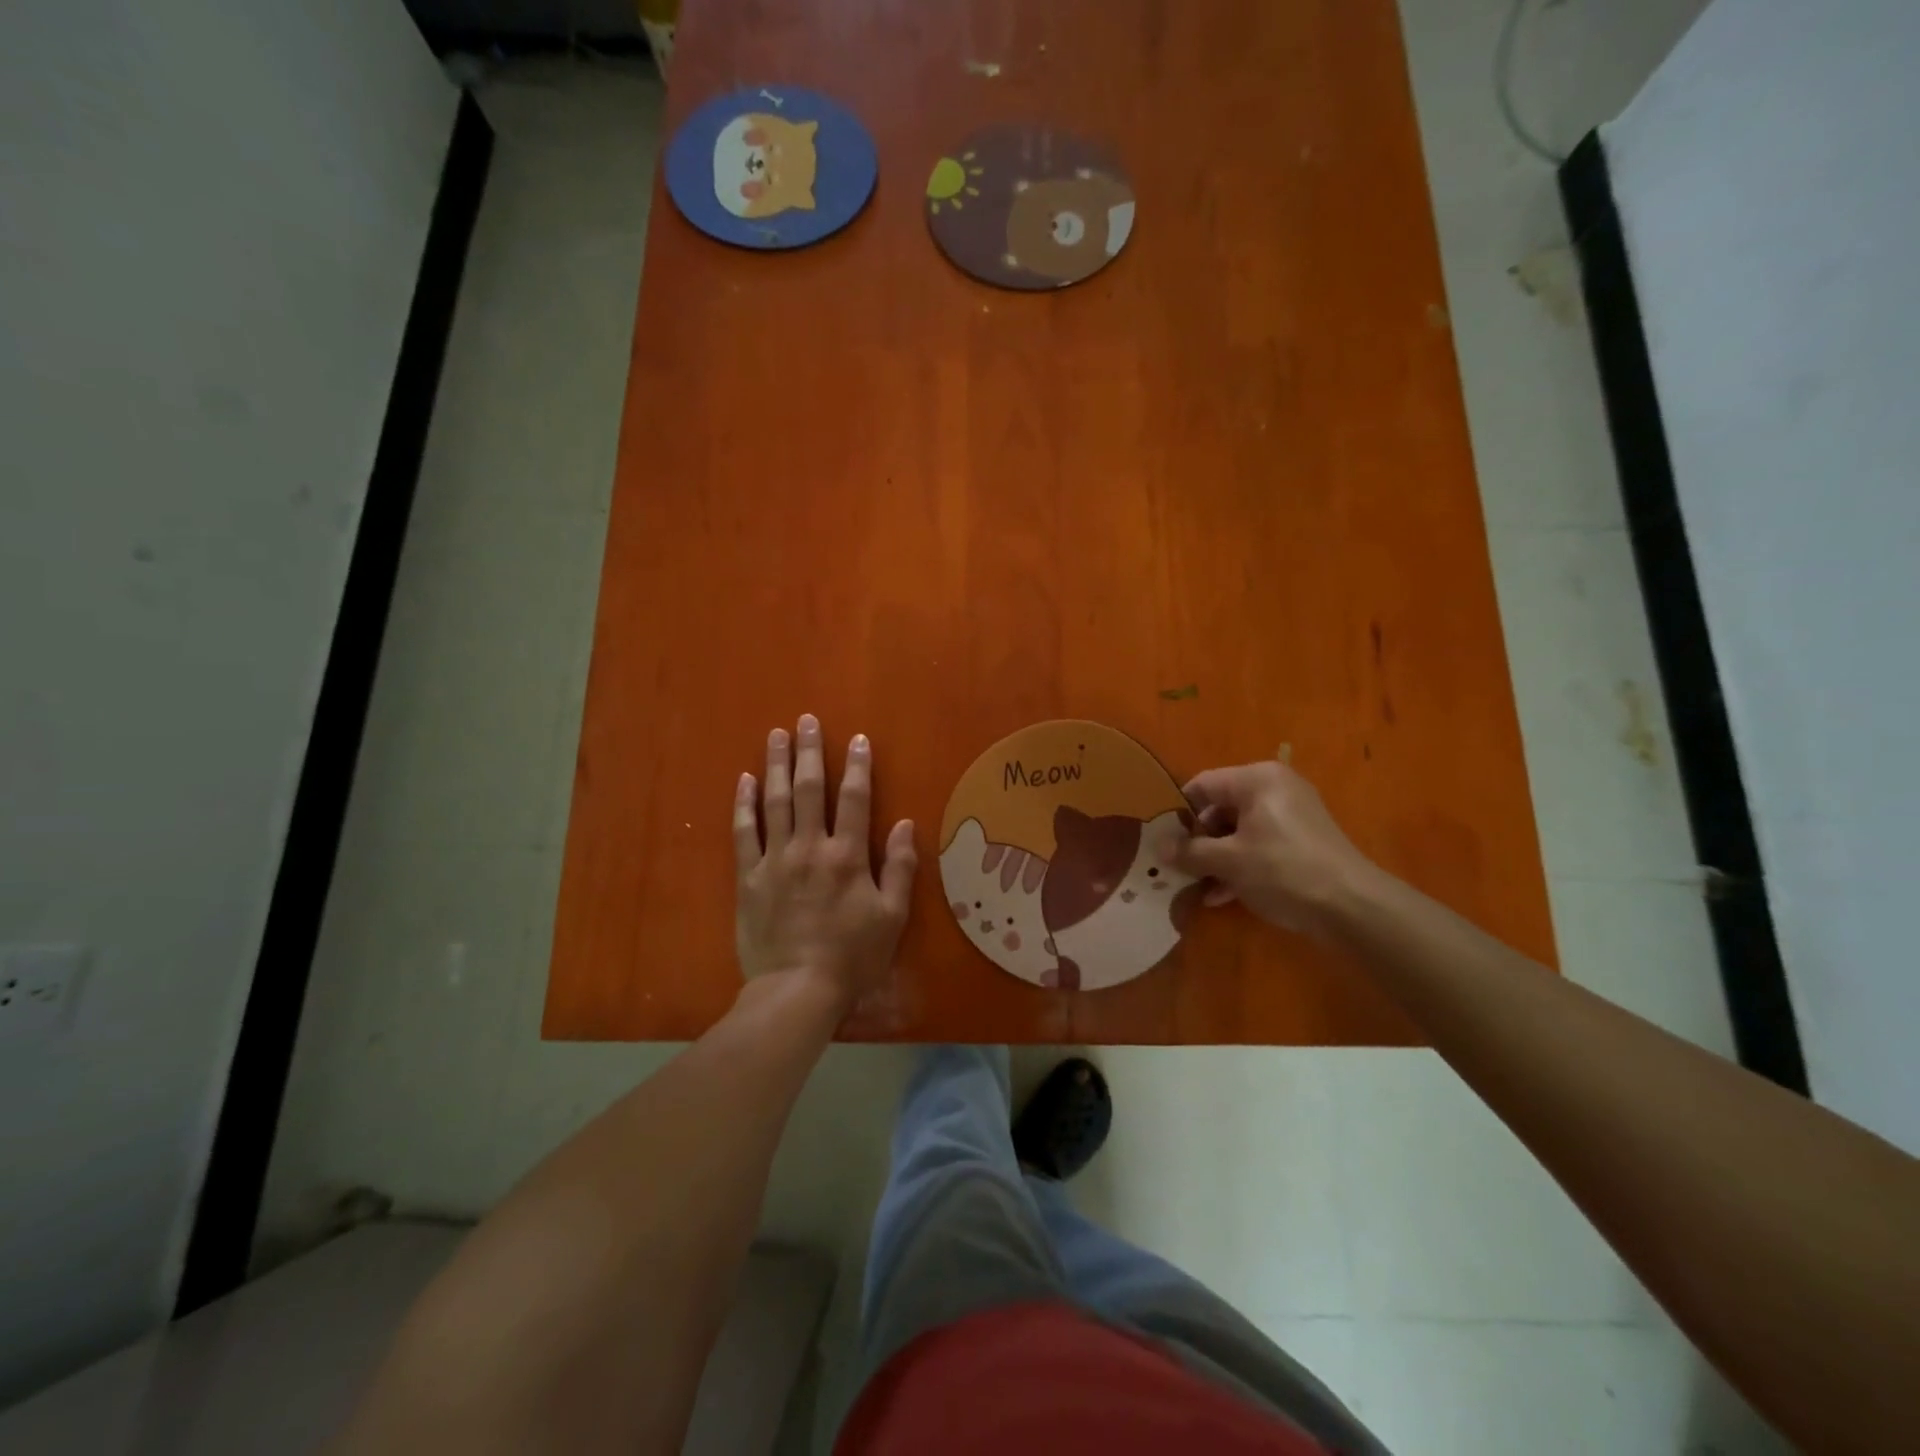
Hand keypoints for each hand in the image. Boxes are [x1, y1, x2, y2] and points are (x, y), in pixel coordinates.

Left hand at [733, 714, 916, 1010]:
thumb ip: (901, 868)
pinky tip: (745, 780)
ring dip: (777, 766)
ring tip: (776, 736)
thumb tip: (906, 824)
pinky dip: (744, 804)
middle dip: (810, 752)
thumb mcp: (892, 917)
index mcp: (848, 856)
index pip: (855, 799)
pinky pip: (744, 833)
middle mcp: (810, 847)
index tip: (857, 739)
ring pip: (776, 802)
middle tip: (805, 721)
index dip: (858, 766)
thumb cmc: (852, 956)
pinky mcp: (749, 878)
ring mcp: (775, 860)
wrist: (796, 990)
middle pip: (810, 790)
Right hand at [1166, 753, 1377, 937]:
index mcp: (1256, 779)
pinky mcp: (1301, 842)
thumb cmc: (1282, 870)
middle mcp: (1274, 788)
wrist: (1352, 907)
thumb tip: (1158, 848)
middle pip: (1219, 808)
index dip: (1177, 812)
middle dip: (1197, 841)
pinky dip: (1239, 866)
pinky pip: (1258, 845)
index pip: (1201, 785)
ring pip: (1238, 831)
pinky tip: (1220, 896)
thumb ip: (1189, 852)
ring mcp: (1291, 816)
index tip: (1160, 840)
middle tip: (1176, 867)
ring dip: (1215, 858)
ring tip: (1195, 887)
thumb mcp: (1227, 861)